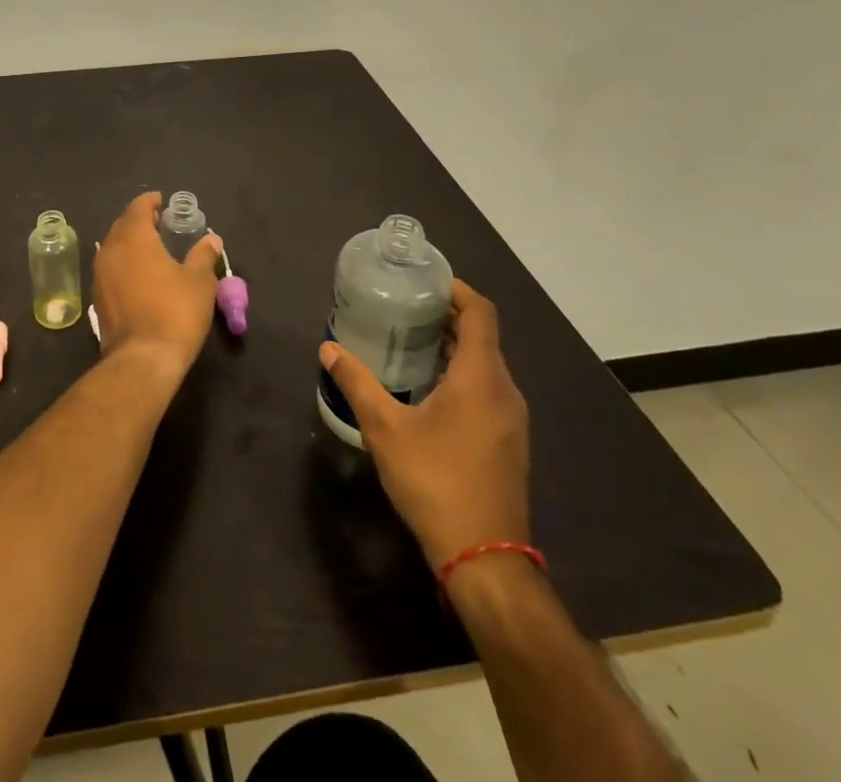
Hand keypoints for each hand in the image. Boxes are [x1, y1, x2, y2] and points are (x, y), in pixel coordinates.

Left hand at [92, 192, 221, 384]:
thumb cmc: (175, 312)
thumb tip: (211, 239)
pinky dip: (123, 263)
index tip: (161, 201)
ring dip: (128, 242)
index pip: (137, 208)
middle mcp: (111, 250)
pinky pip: (110, 269)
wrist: (143, 359)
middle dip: (138, 220)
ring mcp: (100, 275)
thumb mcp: (199, 282)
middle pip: (122, 225)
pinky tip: (138, 274)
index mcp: (134, 238)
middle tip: (157, 222)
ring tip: (149, 247)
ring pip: (112, 247)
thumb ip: (203, 256)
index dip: (149, 202)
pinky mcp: (97, 298)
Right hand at [319, 280, 529, 570]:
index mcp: (481, 378)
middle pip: (483, 337)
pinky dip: (462, 375)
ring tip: (410, 342)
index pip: (481, 313)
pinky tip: (427, 389)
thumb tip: (328, 348)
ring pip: (486, 366)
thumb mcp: (385, 428)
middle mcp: (505, 391)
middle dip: (448, 317)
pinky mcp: (509, 443)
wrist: (485, 559)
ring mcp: (512, 421)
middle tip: (405, 308)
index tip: (425, 280)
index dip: (458, 290)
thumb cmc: (435, 482)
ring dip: (454, 348)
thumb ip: (356, 383)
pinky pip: (488, 390)